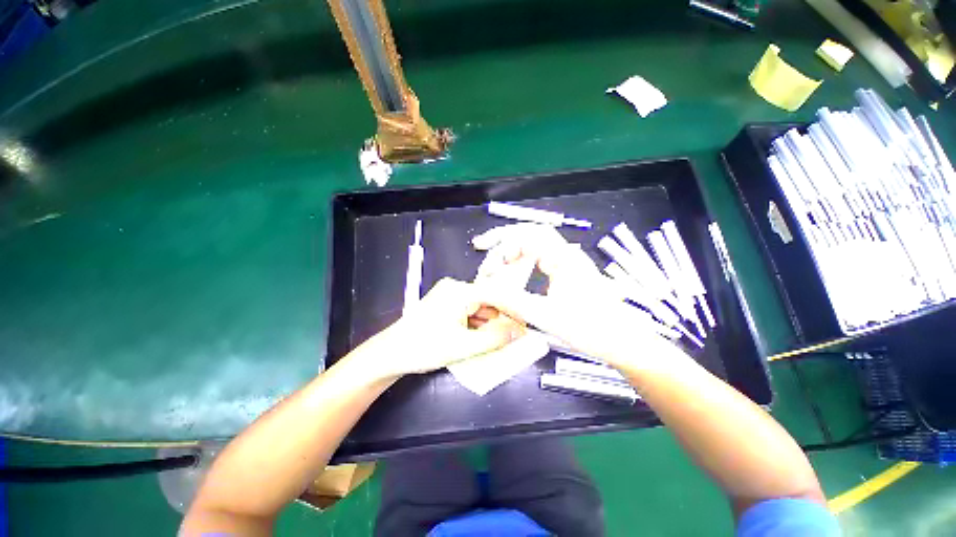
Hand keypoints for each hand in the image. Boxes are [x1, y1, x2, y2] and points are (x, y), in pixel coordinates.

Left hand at [368, 278, 525, 376]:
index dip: (513, 309)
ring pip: (478, 309)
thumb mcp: (464, 345)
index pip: (495, 294)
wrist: (389, 355)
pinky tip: (481, 340)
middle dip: (500, 320)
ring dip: (488, 325)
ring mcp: (448, 297)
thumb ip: (495, 338)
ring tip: (499, 343)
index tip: (527, 323)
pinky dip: (476, 327)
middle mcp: (455, 289)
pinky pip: (468, 314)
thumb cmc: (424, 347)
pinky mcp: (444, 307)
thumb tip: (519, 331)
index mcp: (460, 291)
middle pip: (487, 302)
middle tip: (514, 338)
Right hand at [472, 224, 678, 367]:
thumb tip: (484, 291)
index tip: (485, 259)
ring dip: (511, 248)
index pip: (527, 234)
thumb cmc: (591, 329)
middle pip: (529, 232)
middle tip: (481, 246)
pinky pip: (538, 257)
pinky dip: (520, 260)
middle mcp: (565, 253)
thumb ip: (513, 302)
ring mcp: (567, 261)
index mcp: (564, 257)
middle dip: (503, 238)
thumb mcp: (547, 316)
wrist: (623, 343)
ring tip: (493, 260)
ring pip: (533, 244)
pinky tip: (512, 269)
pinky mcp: (567, 272)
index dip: (501, 242)